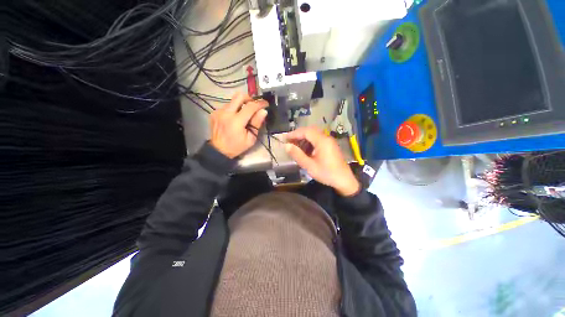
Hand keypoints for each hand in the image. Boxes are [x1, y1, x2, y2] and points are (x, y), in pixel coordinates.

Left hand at [210, 92, 267, 158]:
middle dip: (249, 98)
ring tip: (244, 115)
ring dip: (241, 105)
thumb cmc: (237, 146)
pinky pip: (227, 106)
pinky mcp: (214, 112)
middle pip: (239, 96)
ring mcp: (218, 112)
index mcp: (236, 121)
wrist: (219, 150)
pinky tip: (234, 118)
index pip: (250, 106)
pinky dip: (233, 109)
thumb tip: (263, 111)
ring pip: (233, 100)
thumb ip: (257, 124)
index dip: (260, 103)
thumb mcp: (251, 139)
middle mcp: (226, 113)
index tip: (266, 104)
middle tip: (254, 106)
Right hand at [285, 127, 360, 196]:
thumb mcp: (309, 165)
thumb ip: (297, 155)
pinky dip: (310, 142)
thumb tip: (286, 146)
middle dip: (298, 135)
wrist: (344, 180)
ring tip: (296, 147)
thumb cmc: (326, 173)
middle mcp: (326, 138)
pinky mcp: (330, 146)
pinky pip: (318, 140)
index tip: (285, 139)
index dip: (294, 134)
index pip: (306, 131)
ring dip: (304, 139)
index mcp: (322, 141)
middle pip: (310, 131)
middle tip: (290, 142)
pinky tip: (306, 151)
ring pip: (314, 135)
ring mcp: (329, 141)